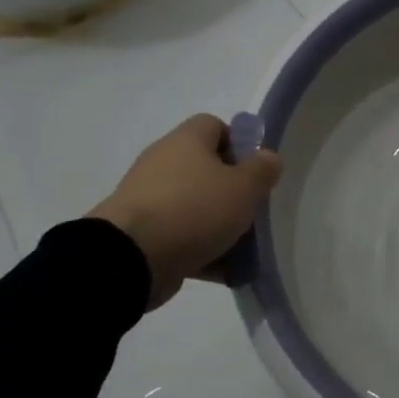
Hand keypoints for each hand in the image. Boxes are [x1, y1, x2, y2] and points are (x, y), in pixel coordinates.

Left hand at [87, 114, 283, 307]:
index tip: (255, 172)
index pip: (215, 126)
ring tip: (242, 250)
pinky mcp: (141, 233)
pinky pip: (180, 236)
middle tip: (252, 212)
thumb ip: (263, 170)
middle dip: (232, 193)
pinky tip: (222, 271)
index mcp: (186, 141)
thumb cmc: (194, 210)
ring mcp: (148, 199)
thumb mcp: (244, 187)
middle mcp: (163, 162)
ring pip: (195, 206)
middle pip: (206, 169)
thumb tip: (268, 158)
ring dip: (218, 225)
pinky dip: (200, 250)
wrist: (130, 258)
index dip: (240, 144)